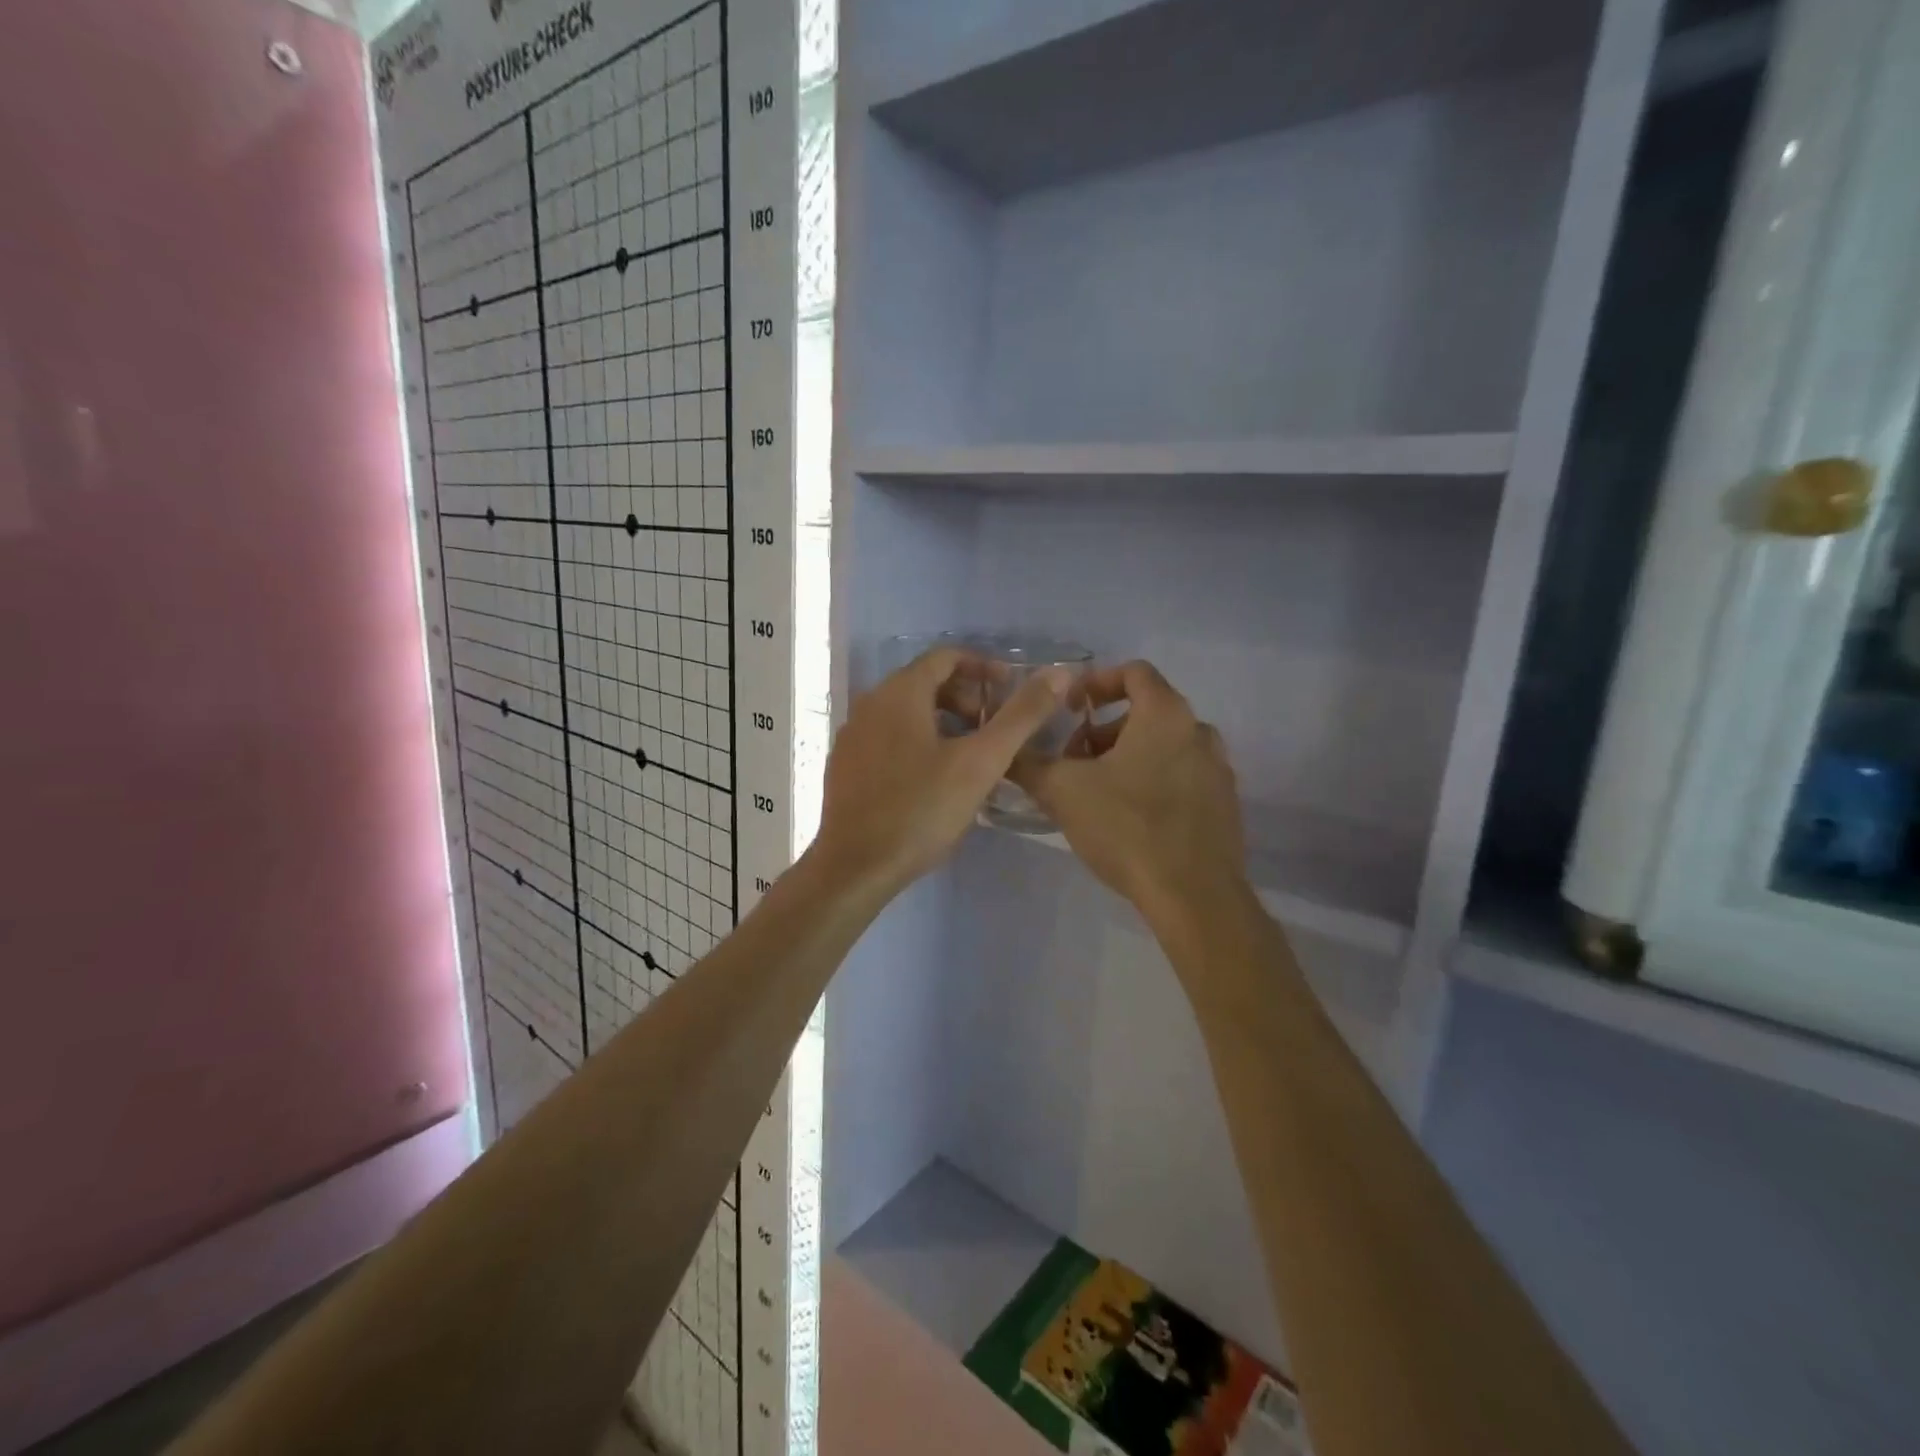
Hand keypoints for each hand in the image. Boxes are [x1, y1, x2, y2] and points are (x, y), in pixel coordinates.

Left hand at [813, 648, 1072, 897]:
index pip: (945, 657)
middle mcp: (869, 704)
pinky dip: (917, 741)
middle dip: (964, 697)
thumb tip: (1059, 673)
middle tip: (993, 727)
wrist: (855, 867)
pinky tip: (934, 779)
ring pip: (905, 713)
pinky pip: (887, 738)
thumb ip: (1021, 716)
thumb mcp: (981, 762)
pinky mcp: (844, 766)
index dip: (983, 667)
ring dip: (942, 721)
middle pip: (924, 683)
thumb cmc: (921, 810)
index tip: (1009, 690)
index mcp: (899, 693)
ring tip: (970, 754)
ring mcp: (852, 736)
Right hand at [1011, 661, 1248, 922]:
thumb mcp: (1062, 792)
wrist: (1193, 896)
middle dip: (1103, 730)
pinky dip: (1152, 780)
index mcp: (1166, 715)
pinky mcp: (1223, 805)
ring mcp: (1218, 770)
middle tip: (1073, 759)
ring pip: (1164, 746)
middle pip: (1146, 711)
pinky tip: (1128, 818)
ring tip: (1095, 790)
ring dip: (1126, 756)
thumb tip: (1004, 750)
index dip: (1096, 682)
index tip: (1070, 709)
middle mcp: (1199, 732)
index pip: (1134, 672)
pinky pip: (1181, 776)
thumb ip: (1029, 764)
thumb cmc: (1127, 828)